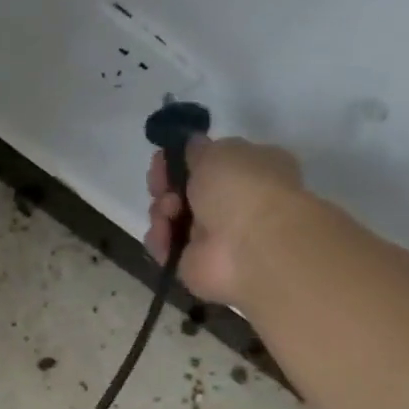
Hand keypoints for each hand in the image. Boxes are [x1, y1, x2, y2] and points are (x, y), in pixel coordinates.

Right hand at [144, 137, 304, 307]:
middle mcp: (232, 202)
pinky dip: (159, 239)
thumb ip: (198, 149)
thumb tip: (192, 145)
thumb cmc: (240, 188)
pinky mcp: (193, 263)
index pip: (209, 163)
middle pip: (185, 191)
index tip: (162, 159)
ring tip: (169, 212)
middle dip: (166, 186)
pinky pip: (165, 246)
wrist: (248, 246)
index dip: (182, 160)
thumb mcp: (217, 152)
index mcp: (249, 170)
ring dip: (162, 211)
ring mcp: (213, 236)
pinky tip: (164, 234)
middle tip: (160, 187)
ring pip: (171, 217)